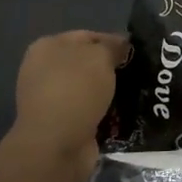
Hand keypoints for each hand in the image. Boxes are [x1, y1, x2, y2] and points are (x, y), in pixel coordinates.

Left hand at [9, 31, 129, 181]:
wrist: (56, 144)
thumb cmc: (75, 90)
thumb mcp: (100, 56)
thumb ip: (113, 46)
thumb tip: (121, 46)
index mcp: (47, 46)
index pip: (88, 36)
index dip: (113, 42)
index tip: (136, 54)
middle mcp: (43, 70)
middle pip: (87, 63)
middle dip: (111, 69)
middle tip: (138, 75)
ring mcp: (49, 98)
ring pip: (89, 89)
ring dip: (108, 92)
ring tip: (134, 96)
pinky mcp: (59, 123)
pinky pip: (88, 111)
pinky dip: (103, 113)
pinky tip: (122, 115)